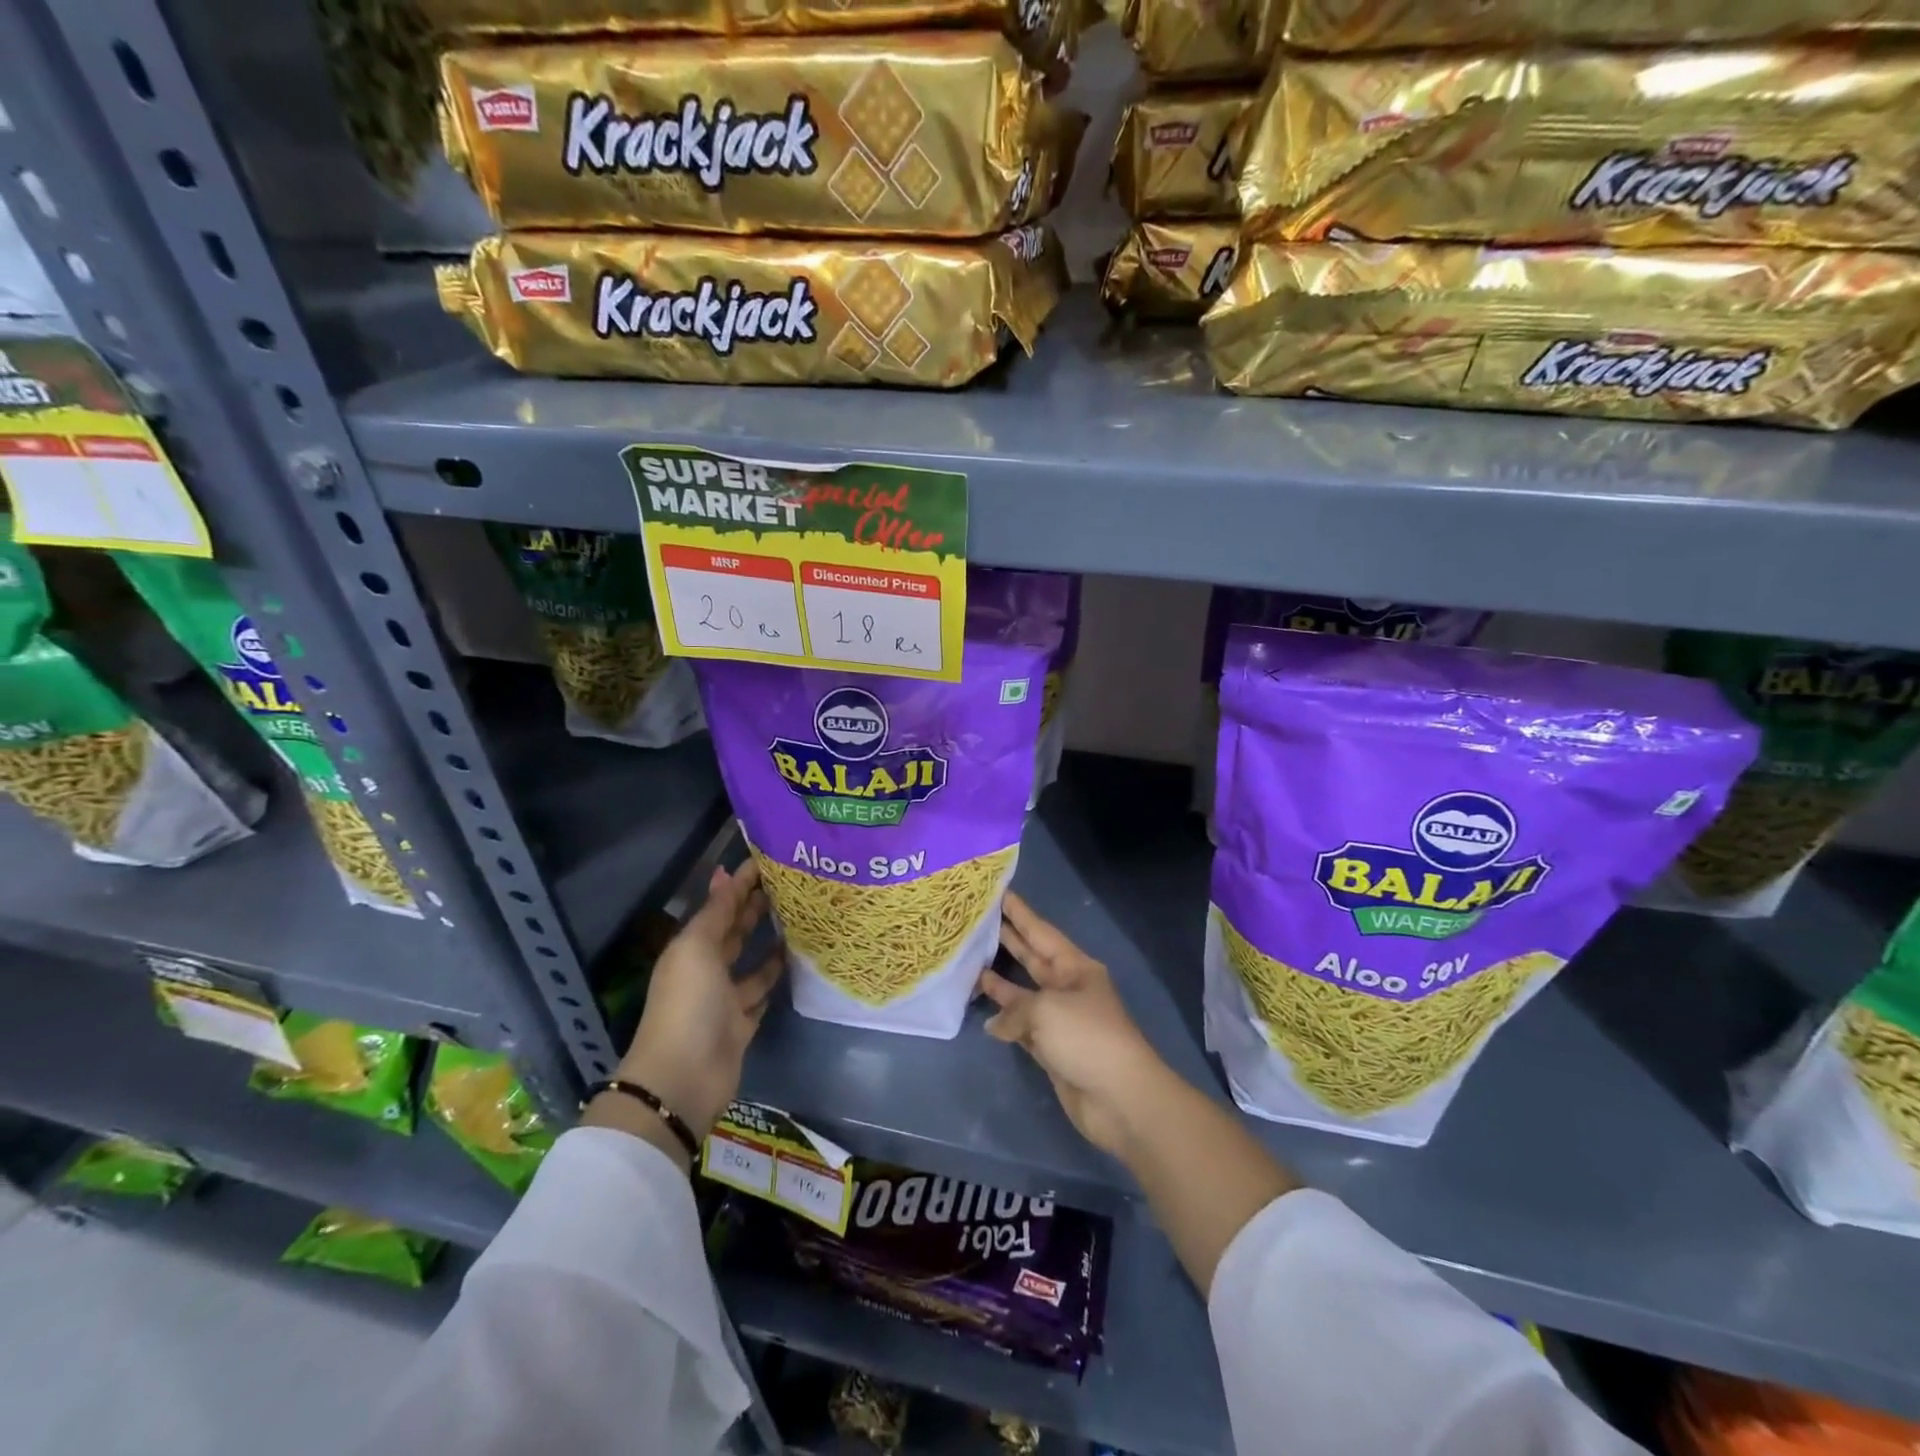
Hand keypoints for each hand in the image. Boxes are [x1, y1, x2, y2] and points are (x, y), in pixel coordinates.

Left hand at [613, 859, 782, 1142]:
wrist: (683, 1077)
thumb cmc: (688, 1003)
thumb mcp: (697, 948)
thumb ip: (716, 912)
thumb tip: (724, 873)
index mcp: (691, 948)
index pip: (720, 907)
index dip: (740, 884)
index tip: (769, 861)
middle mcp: (707, 969)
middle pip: (734, 932)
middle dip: (756, 908)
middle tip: (791, 884)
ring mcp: (725, 998)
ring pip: (751, 962)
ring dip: (769, 942)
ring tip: (800, 919)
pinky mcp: (742, 1024)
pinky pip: (761, 993)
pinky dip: (774, 978)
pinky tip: (796, 961)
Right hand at [976, 891, 1167, 1157]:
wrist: (1119, 1098)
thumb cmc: (1086, 1037)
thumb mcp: (1046, 1010)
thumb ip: (1014, 1008)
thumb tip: (996, 1024)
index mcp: (1075, 967)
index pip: (1040, 932)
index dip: (1019, 913)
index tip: (998, 892)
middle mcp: (1067, 988)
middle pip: (1032, 958)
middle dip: (1008, 940)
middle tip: (978, 921)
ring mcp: (1060, 1020)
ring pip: (1024, 993)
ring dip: (1000, 982)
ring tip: (971, 963)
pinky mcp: (1052, 1050)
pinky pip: (1023, 1027)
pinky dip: (1006, 1021)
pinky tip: (985, 1017)